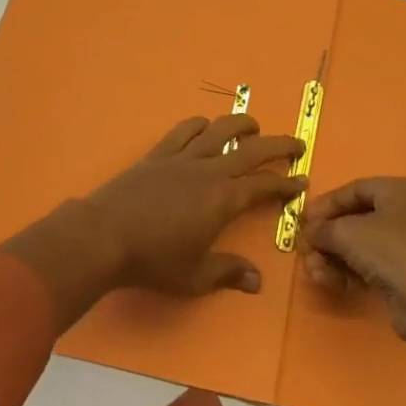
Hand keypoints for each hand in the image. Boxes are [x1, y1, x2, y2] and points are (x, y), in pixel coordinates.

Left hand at [80, 114, 305, 295]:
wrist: (103, 236)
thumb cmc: (153, 260)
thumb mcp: (194, 277)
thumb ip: (228, 273)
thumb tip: (258, 281)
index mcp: (223, 200)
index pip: (264, 186)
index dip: (286, 183)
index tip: (302, 181)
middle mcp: (209, 171)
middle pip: (252, 149)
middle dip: (279, 145)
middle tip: (297, 144)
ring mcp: (183, 157)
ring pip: (220, 130)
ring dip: (242, 124)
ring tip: (255, 126)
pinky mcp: (159, 153)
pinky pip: (184, 130)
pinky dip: (200, 124)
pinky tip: (205, 127)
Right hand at [299, 178, 405, 343]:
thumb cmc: (393, 252)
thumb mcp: (349, 233)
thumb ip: (324, 228)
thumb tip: (309, 232)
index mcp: (402, 190)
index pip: (355, 189)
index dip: (326, 203)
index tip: (302, 219)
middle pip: (357, 218)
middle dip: (327, 236)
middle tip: (305, 248)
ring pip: (362, 245)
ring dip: (333, 256)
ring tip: (312, 270)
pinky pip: (372, 265)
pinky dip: (349, 271)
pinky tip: (327, 281)